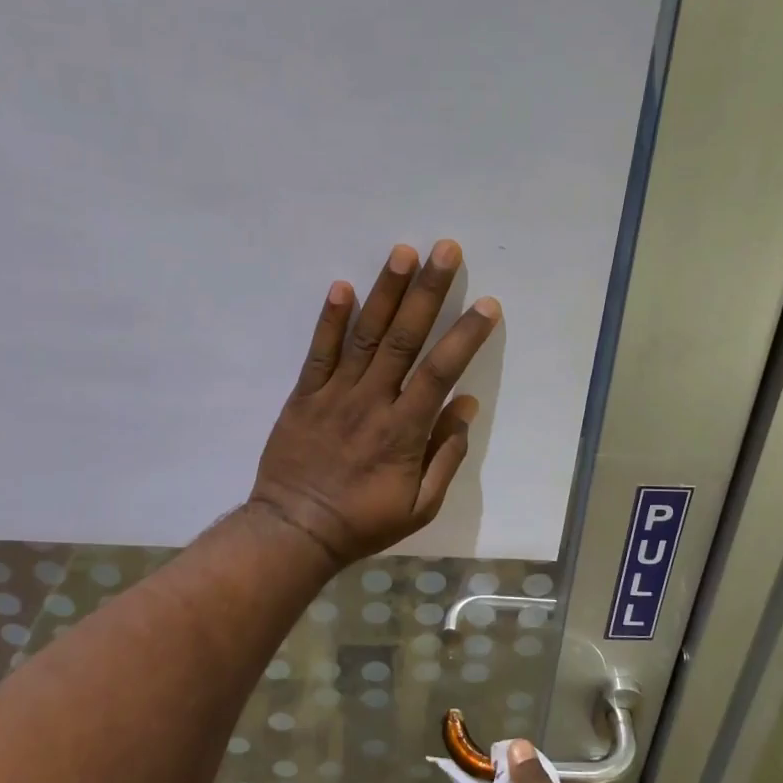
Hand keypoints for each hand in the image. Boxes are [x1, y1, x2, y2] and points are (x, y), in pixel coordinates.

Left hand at [249, 240, 500, 567]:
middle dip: (428, 292)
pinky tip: (341, 286)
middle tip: (445, 250)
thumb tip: (466, 406)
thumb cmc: (362, 522)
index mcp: (404, 430)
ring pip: (365, 336)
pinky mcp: (304, 396)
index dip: (465, 336)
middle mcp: (372, 402)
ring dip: (385, 292)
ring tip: (402, 252)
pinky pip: (318, 353)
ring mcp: (334, 395)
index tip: (487, 304)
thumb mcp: (420, 506)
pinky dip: (330, 320)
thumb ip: (446, 456)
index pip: (441, 372)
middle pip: (404, 339)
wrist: (294, 531)